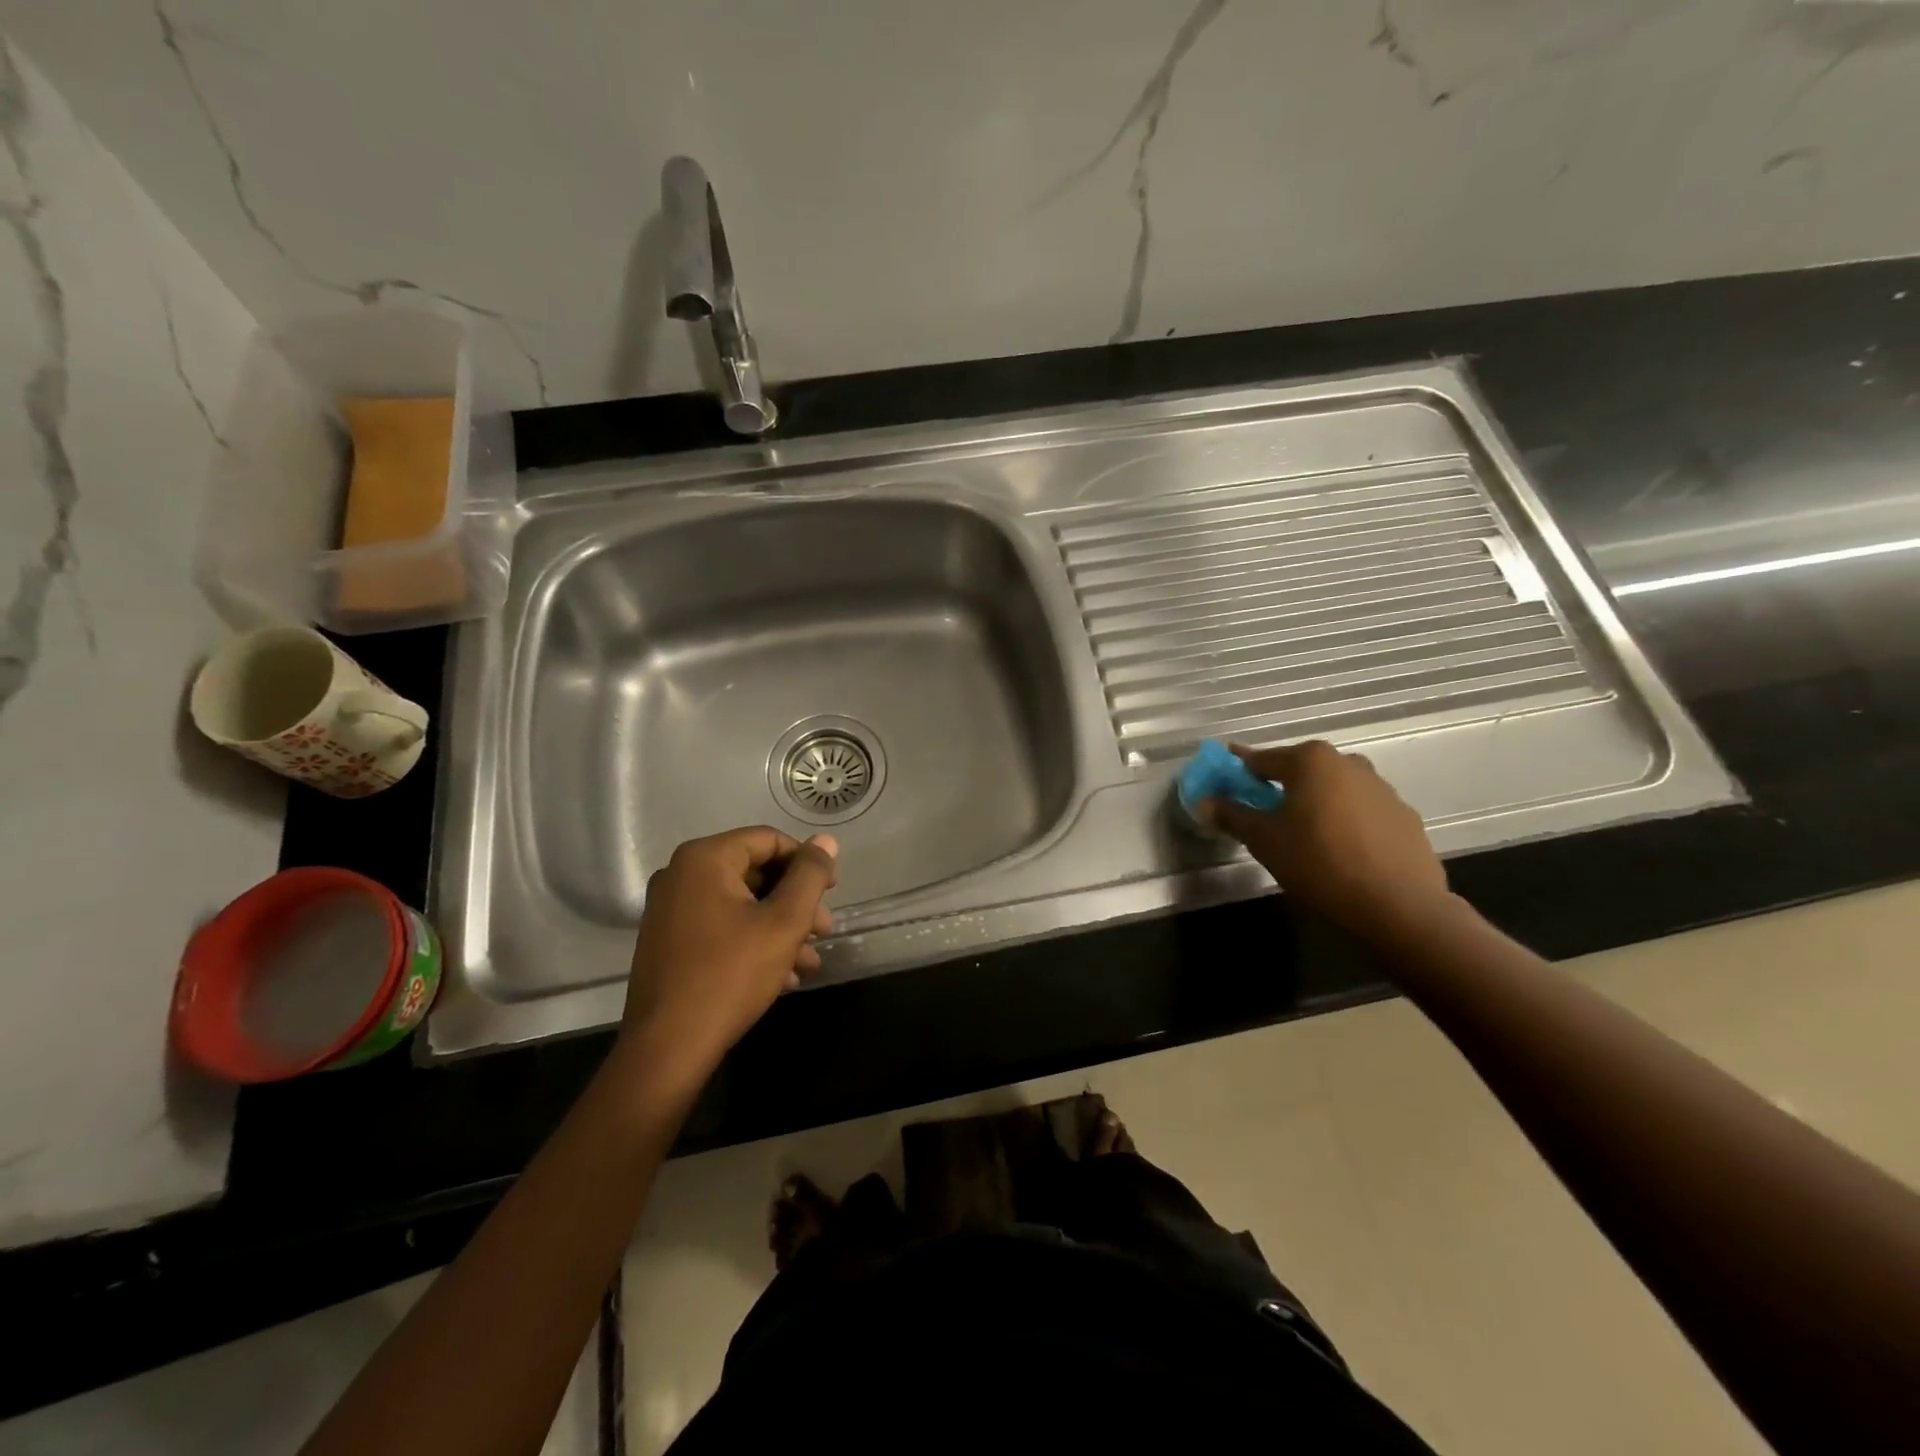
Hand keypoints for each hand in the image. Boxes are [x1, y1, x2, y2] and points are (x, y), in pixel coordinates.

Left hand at [618, 826, 837, 1084]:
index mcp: (705, 859)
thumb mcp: (784, 922)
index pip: (769, 840)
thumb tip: (825, 841)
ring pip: (740, 904)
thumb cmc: (731, 975)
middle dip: (795, 902)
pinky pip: (720, 926)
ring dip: (779, 928)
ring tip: (809, 962)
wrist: (668, 1048)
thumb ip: (810, 876)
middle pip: (755, 872)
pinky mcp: (667, 942)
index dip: (806, 863)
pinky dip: (752, 942)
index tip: (831, 893)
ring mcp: (669, 909)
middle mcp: (680, 875)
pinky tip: (781, 977)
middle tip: (824, 931)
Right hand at [1199, 741, 1452, 939]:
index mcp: (1310, 760)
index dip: (1238, 772)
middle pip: (1300, 771)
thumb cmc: (1319, 863)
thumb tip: (1205, 802)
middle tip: (1262, 817)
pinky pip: (1361, 813)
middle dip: (1278, 788)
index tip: (1223, 783)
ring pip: (1333, 791)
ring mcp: (1382, 789)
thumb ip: (1232, 815)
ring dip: (1314, 805)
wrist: (1399, 906)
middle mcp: (1348, 763)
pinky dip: (1344, 823)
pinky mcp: (1404, 817)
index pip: (1261, 760)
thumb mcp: (1263, 840)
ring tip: (1302, 838)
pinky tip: (1338, 853)